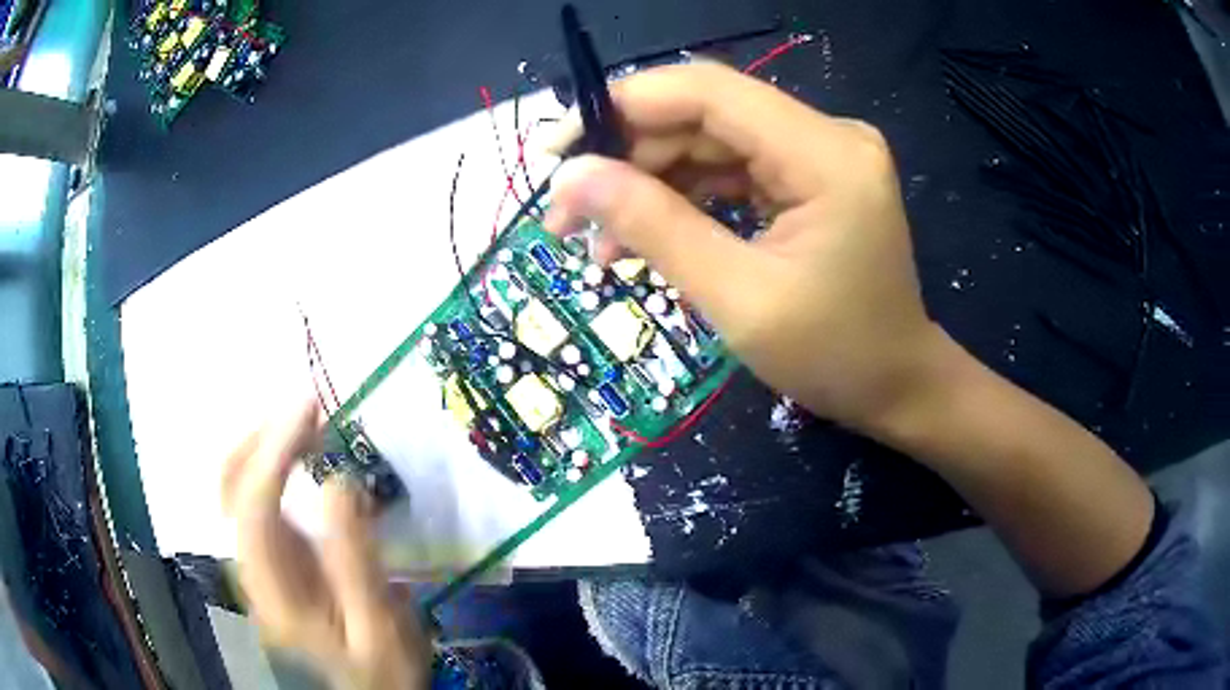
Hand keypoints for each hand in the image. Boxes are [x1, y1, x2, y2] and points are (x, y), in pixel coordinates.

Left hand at [221, 401, 428, 689]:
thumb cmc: (377, 669)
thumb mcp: (379, 627)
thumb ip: (355, 561)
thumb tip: (340, 482)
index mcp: (273, 591)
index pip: (252, 505)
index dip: (274, 452)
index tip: (311, 409)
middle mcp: (251, 567)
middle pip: (229, 486)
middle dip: (261, 436)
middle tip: (310, 406)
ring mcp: (257, 560)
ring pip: (237, 485)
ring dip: (266, 443)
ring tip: (309, 420)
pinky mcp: (271, 556)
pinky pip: (257, 496)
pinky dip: (274, 463)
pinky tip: (302, 453)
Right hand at [544, 62, 948, 430]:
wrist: (896, 386)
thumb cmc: (833, 356)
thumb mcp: (737, 299)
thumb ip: (655, 227)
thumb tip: (572, 177)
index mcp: (825, 153)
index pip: (707, 91)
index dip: (622, 107)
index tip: (556, 150)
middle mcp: (826, 135)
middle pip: (704, 115)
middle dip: (628, 158)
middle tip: (564, 213)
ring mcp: (819, 154)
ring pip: (709, 143)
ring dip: (648, 183)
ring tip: (598, 242)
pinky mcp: (809, 177)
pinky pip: (731, 170)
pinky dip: (683, 199)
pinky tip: (643, 237)